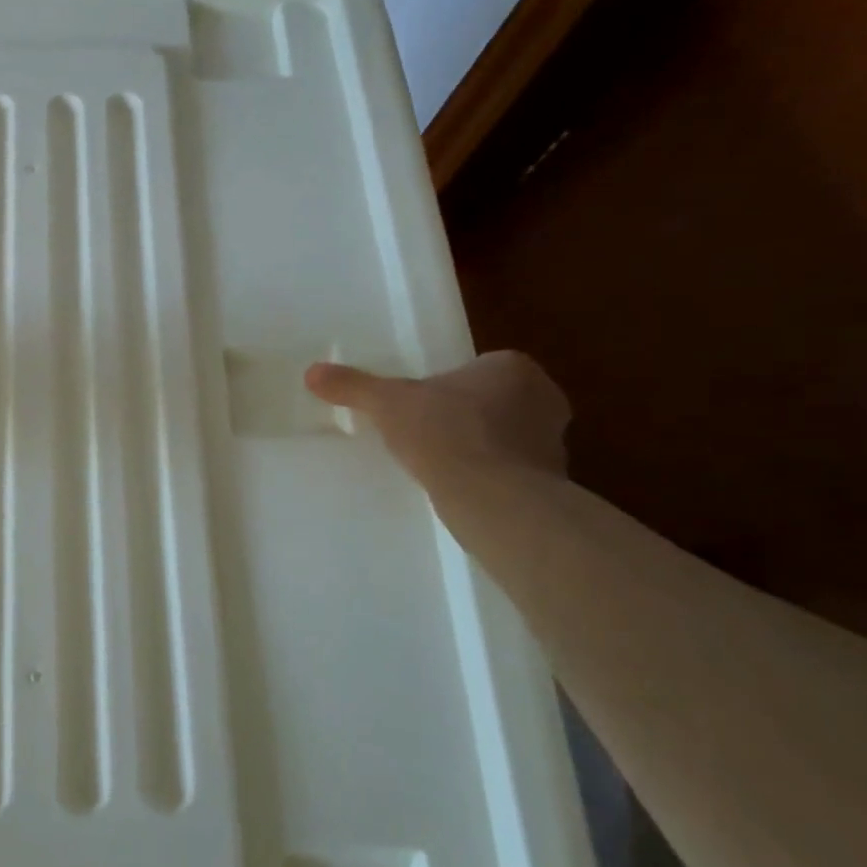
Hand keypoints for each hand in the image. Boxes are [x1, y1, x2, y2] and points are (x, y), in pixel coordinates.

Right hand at [305, 351, 569, 479]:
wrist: (493, 499)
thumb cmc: (445, 433)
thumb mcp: (387, 403)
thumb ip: (353, 386)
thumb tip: (311, 372)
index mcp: (513, 367)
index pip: (477, 369)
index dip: (447, 386)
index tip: (422, 406)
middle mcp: (544, 397)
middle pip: (495, 401)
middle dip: (467, 416)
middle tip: (428, 433)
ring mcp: (555, 442)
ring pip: (507, 436)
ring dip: (481, 447)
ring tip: (441, 465)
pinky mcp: (555, 482)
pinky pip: (515, 471)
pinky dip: (492, 477)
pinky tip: (462, 489)